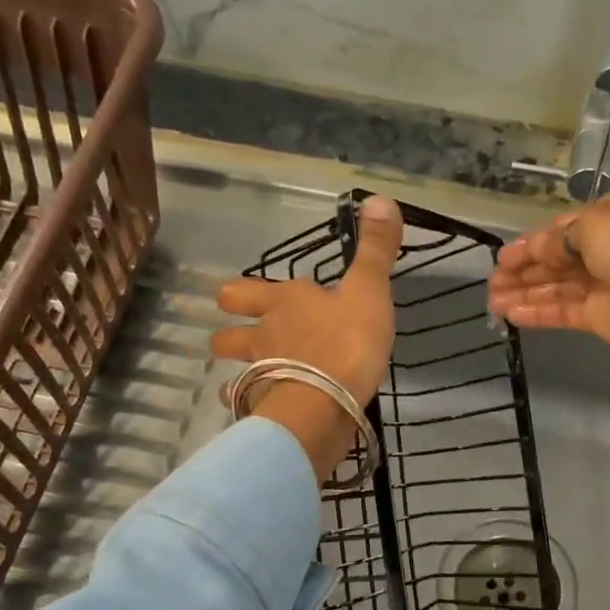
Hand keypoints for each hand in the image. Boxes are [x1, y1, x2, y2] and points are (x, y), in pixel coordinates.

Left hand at [212, 195, 405, 480]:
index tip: (259, 297)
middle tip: (234, 335)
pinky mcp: (262, 409)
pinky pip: (247, 406)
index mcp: (287, 302)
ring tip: (245, 378)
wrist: (324, 403)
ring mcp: (258, 373)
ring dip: (236, 370)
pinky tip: (258, 411)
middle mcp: (265, 334)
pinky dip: (250, 406)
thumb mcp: (369, 292)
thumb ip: (375, 251)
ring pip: (234, 369)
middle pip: (230, 329)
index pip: (251, 290)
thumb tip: (380, 198)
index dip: (250, 292)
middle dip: (230, 329)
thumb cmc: (347, 344)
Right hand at [487, 185, 609, 363]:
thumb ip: (556, 239)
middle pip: (556, 258)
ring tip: (492, 303)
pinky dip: (538, 312)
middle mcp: (609, 246)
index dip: (530, 242)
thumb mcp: (595, 226)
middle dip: (523, 270)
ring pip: (556, 286)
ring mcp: (605, 283)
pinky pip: (563, 311)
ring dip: (525, 293)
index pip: (562, 227)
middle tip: (491, 284)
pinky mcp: (602, 316)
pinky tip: (512, 315)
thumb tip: (534, 251)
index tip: (501, 258)